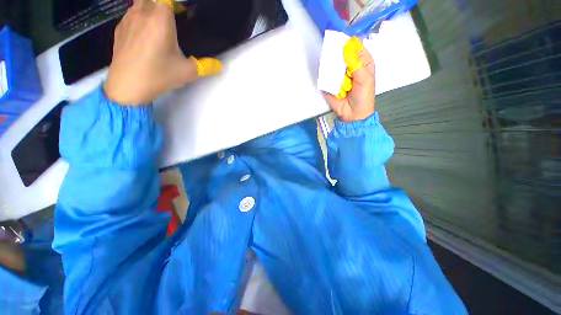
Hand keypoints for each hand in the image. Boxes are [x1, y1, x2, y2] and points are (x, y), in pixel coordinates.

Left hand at [105, 0, 220, 104]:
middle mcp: (142, 13)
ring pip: (140, 4)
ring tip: (158, 27)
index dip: (175, 4)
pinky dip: (139, 19)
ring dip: (149, 10)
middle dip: (162, 5)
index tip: (181, 14)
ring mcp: (128, 19)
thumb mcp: (188, 72)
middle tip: (171, 18)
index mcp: (161, 19)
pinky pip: (130, 15)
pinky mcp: (119, 29)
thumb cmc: (160, 75)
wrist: (128, 86)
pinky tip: (143, 35)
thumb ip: (206, 66)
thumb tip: (219, 65)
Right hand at [323, 38, 374, 121]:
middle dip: (336, 53)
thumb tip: (346, 49)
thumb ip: (356, 64)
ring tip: (328, 65)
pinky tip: (324, 74)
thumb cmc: (363, 97)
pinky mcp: (330, 83)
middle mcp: (350, 66)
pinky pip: (326, 75)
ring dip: (329, 64)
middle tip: (331, 52)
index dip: (348, 43)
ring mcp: (338, 75)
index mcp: (362, 62)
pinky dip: (324, 74)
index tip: (340, 42)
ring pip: (332, 63)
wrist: (352, 115)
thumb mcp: (364, 79)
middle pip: (341, 54)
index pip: (355, 47)